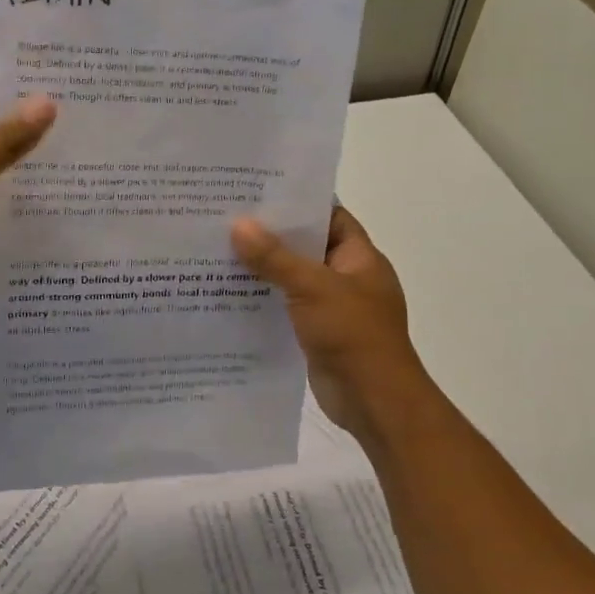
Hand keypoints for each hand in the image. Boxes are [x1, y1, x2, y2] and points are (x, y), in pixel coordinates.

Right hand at [231, 205, 432, 442]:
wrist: (374, 402)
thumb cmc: (353, 334)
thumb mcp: (312, 288)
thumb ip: (275, 257)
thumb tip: (238, 224)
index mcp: (359, 257)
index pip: (330, 215)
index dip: (299, 202)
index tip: (260, 191)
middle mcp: (347, 277)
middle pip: (307, 245)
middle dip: (272, 235)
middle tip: (229, 217)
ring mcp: (332, 306)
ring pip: (293, 277)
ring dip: (264, 268)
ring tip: (219, 250)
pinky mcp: (316, 332)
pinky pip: (286, 306)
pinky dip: (264, 298)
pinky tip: (230, 292)